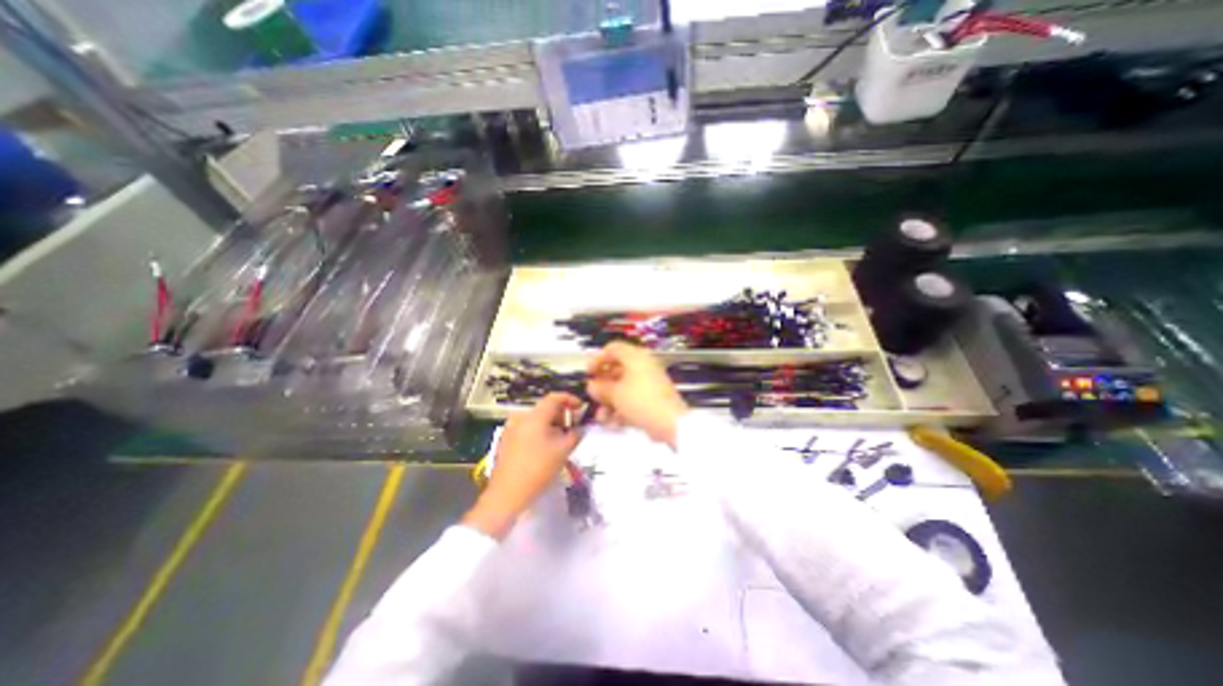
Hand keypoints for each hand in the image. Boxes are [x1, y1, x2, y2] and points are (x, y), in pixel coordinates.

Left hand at [464, 394, 586, 539]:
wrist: (507, 494)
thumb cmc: (538, 469)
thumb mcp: (563, 451)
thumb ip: (576, 434)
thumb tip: (581, 427)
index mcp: (534, 416)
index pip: (555, 397)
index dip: (570, 399)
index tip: (581, 407)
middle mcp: (521, 417)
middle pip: (545, 408)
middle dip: (562, 414)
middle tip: (574, 426)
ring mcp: (511, 428)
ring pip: (536, 419)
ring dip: (551, 424)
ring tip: (561, 438)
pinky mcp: (506, 440)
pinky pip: (527, 428)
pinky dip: (539, 431)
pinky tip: (546, 446)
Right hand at [581, 341, 685, 447]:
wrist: (670, 422)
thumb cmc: (643, 401)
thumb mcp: (615, 393)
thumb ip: (600, 388)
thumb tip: (593, 386)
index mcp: (636, 357)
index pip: (613, 349)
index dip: (598, 358)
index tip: (588, 371)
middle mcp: (644, 367)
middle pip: (618, 369)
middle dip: (603, 383)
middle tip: (593, 393)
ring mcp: (650, 384)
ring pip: (624, 387)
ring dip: (610, 400)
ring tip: (602, 414)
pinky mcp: (653, 400)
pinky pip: (633, 399)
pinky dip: (622, 408)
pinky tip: (613, 422)